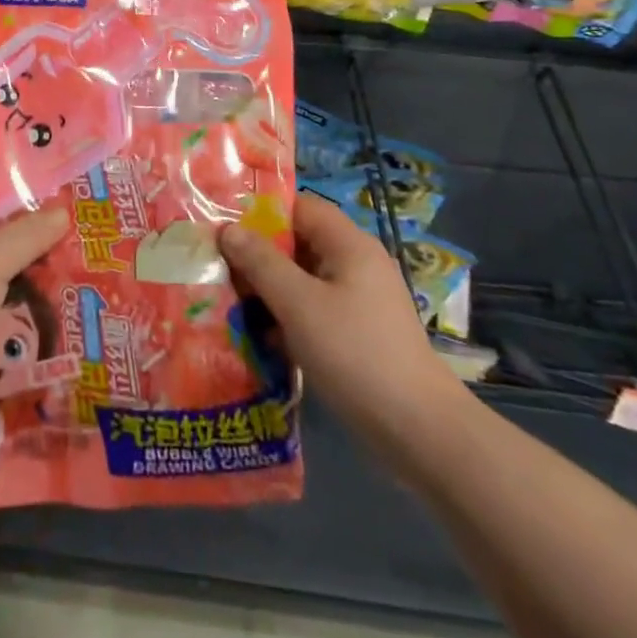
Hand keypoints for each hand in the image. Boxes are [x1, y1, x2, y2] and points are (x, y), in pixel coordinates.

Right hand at [219, 194, 464, 441]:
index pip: (299, 206)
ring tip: (228, 300)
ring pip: (303, 279)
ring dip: (269, 288)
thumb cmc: (355, 354)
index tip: (223, 224)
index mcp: (349, 244)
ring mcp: (359, 300)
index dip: (261, 210)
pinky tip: (259, 335)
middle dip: (258, 254)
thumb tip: (228, 229)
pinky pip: (314, 309)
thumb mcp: (299, 304)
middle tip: (217, 265)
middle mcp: (356, 263)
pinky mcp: (358, 332)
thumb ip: (261, 263)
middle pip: (298, 242)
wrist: (419, 432)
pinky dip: (288, 316)